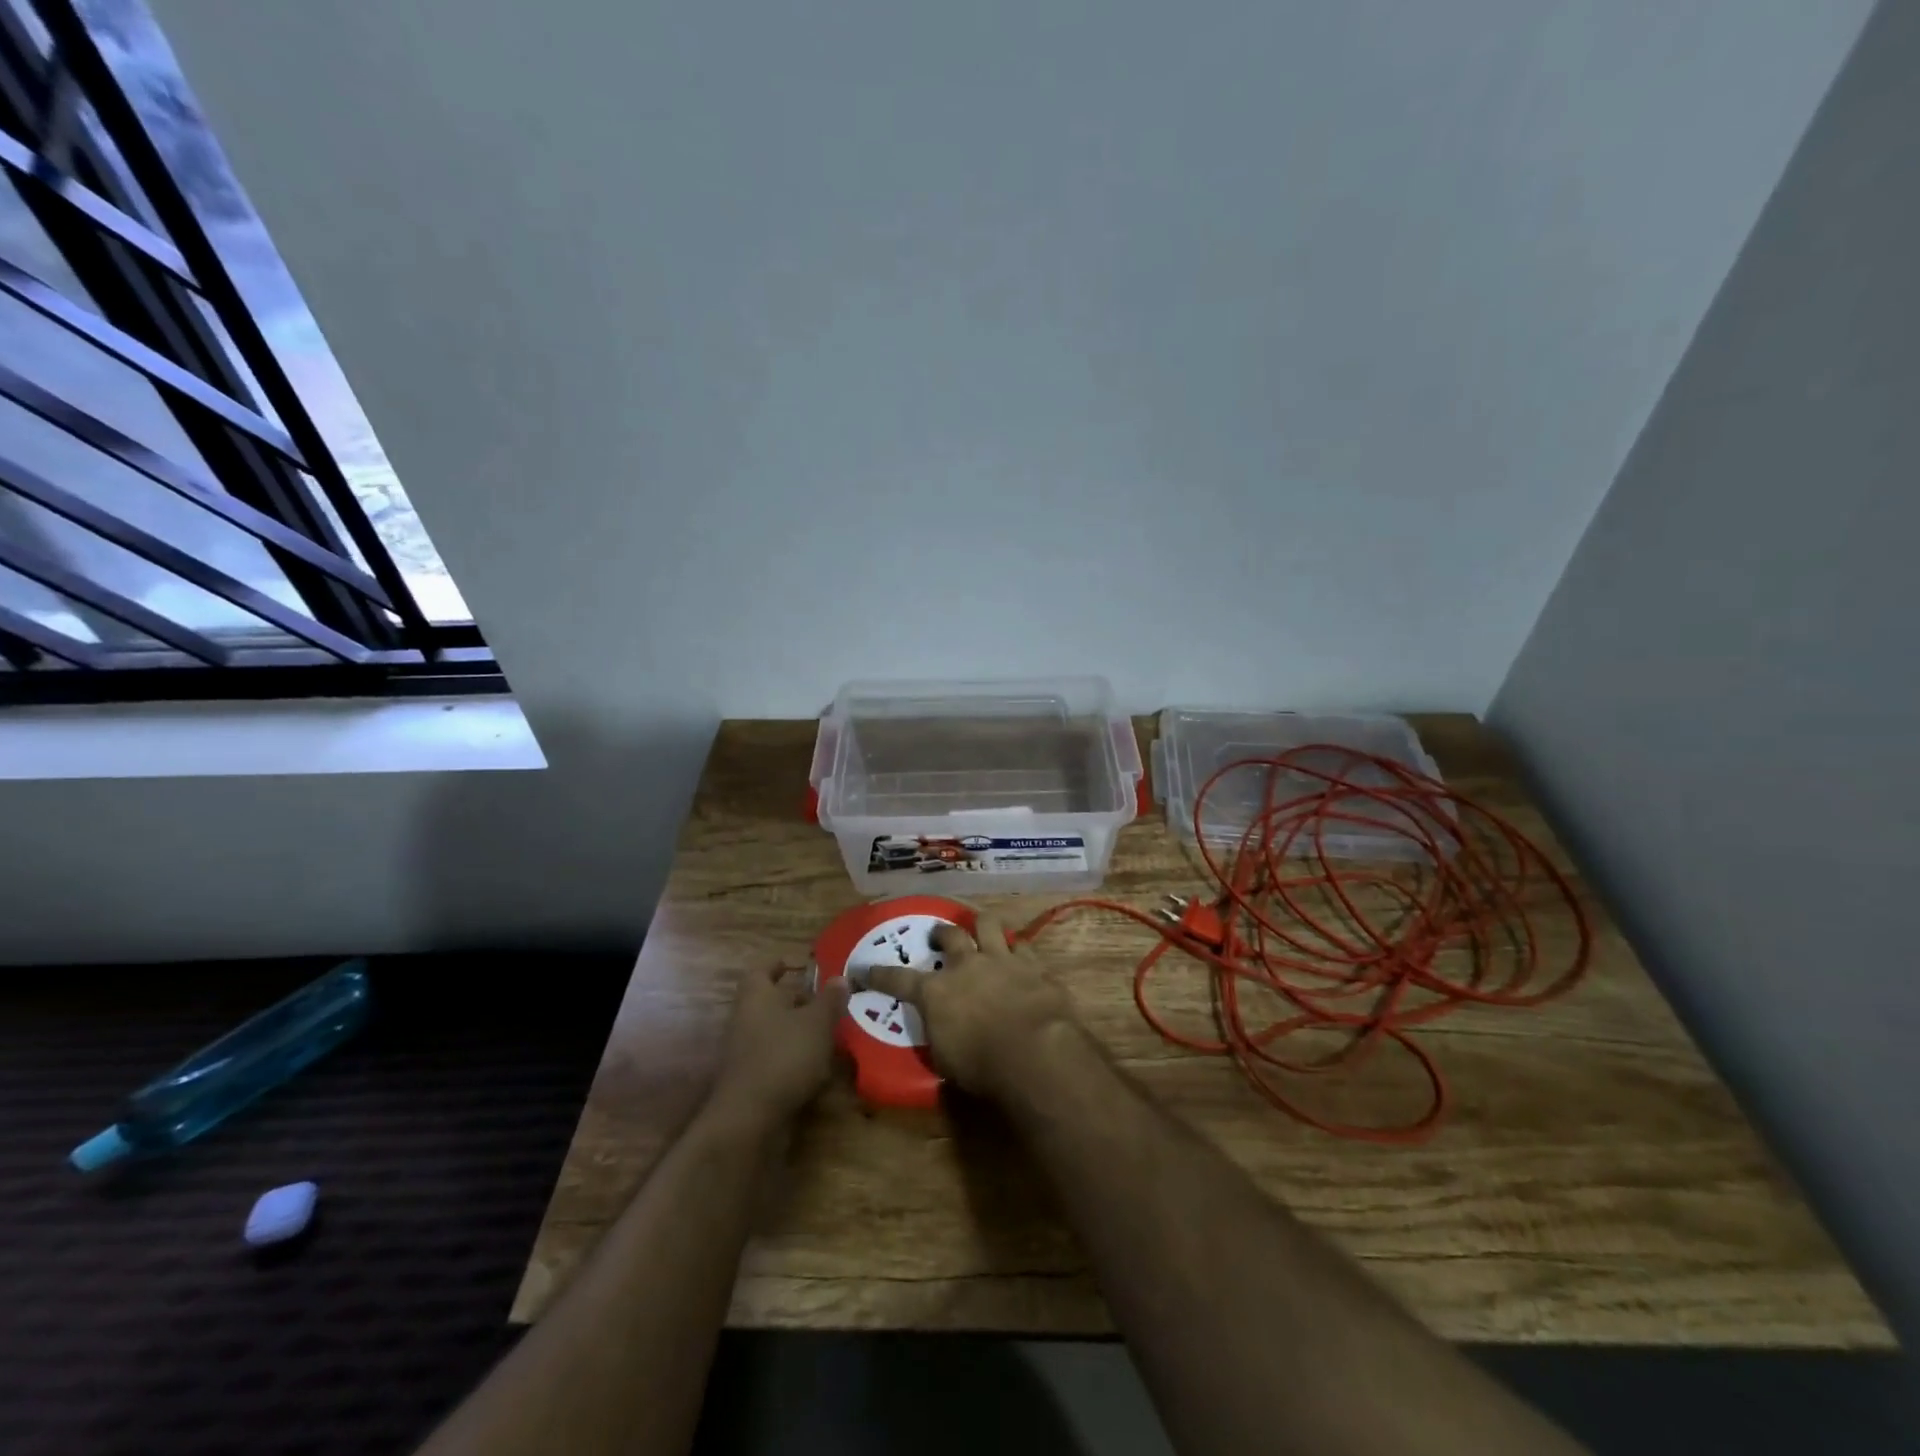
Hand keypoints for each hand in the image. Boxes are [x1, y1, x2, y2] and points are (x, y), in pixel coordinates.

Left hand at [709, 965, 849, 1127]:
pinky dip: (795, 1057)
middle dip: (798, 1000)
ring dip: (799, 1030)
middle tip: (828, 1000)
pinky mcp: (751, 1080)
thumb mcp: (817, 1023)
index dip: (780, 964)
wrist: (749, 1119)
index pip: (762, 969)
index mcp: (756, 996)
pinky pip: (776, 1058)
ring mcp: (745, 1052)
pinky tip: (819, 1066)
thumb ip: (830, 999)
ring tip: (831, 1032)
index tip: (801, 965)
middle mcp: (745, 1019)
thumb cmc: (784, 1055)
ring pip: (775, 1030)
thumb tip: (840, 977)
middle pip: (770, 1001)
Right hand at [866, 913, 1080, 1100]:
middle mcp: (966, 965)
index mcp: (936, 992)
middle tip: (938, 936)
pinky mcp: (1033, 964)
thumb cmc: (982, 1065)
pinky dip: (1018, 949)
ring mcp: (1001, 959)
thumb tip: (939, 1029)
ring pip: (988, 924)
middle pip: (949, 936)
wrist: (1035, 1051)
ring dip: (983, 926)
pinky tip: (1020, 954)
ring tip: (982, 929)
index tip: (864, 969)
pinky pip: (1023, 945)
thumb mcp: (945, 1059)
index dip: (879, 975)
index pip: (898, 979)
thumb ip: (939, 1035)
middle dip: (941, 933)